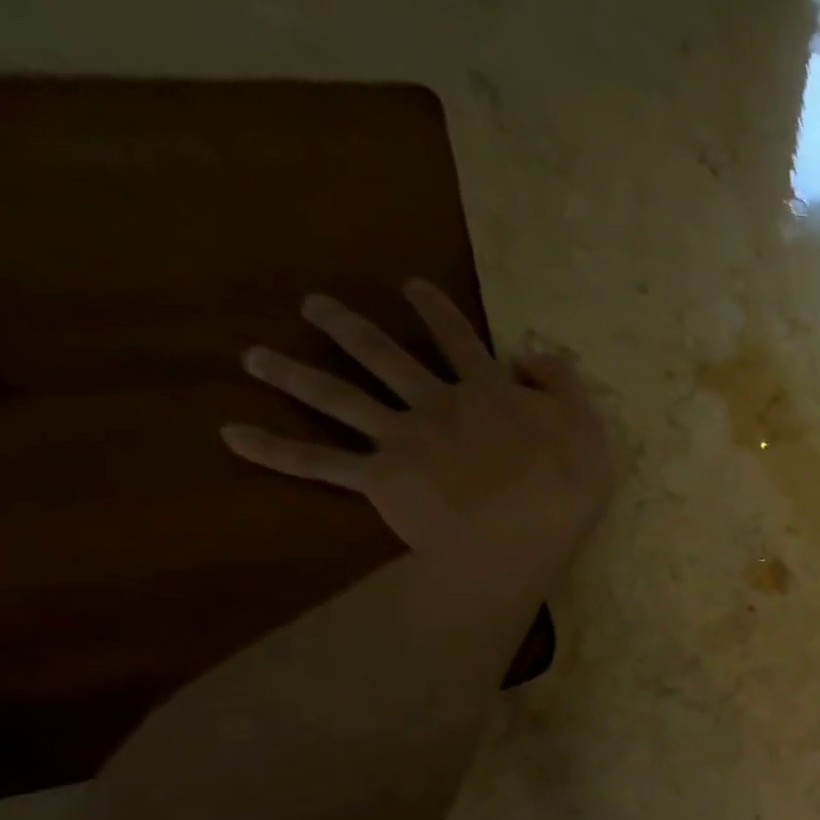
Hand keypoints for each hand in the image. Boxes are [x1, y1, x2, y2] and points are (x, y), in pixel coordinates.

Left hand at [223, 280, 612, 551]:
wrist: (521, 533)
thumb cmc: (564, 488)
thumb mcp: (588, 428)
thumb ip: (563, 386)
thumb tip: (532, 353)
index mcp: (487, 393)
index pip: (460, 341)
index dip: (438, 312)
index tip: (411, 286)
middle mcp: (436, 404)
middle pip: (383, 356)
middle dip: (348, 328)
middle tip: (314, 306)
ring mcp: (402, 439)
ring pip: (339, 398)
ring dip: (294, 374)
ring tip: (255, 357)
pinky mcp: (380, 478)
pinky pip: (318, 463)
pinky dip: (274, 451)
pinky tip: (232, 436)